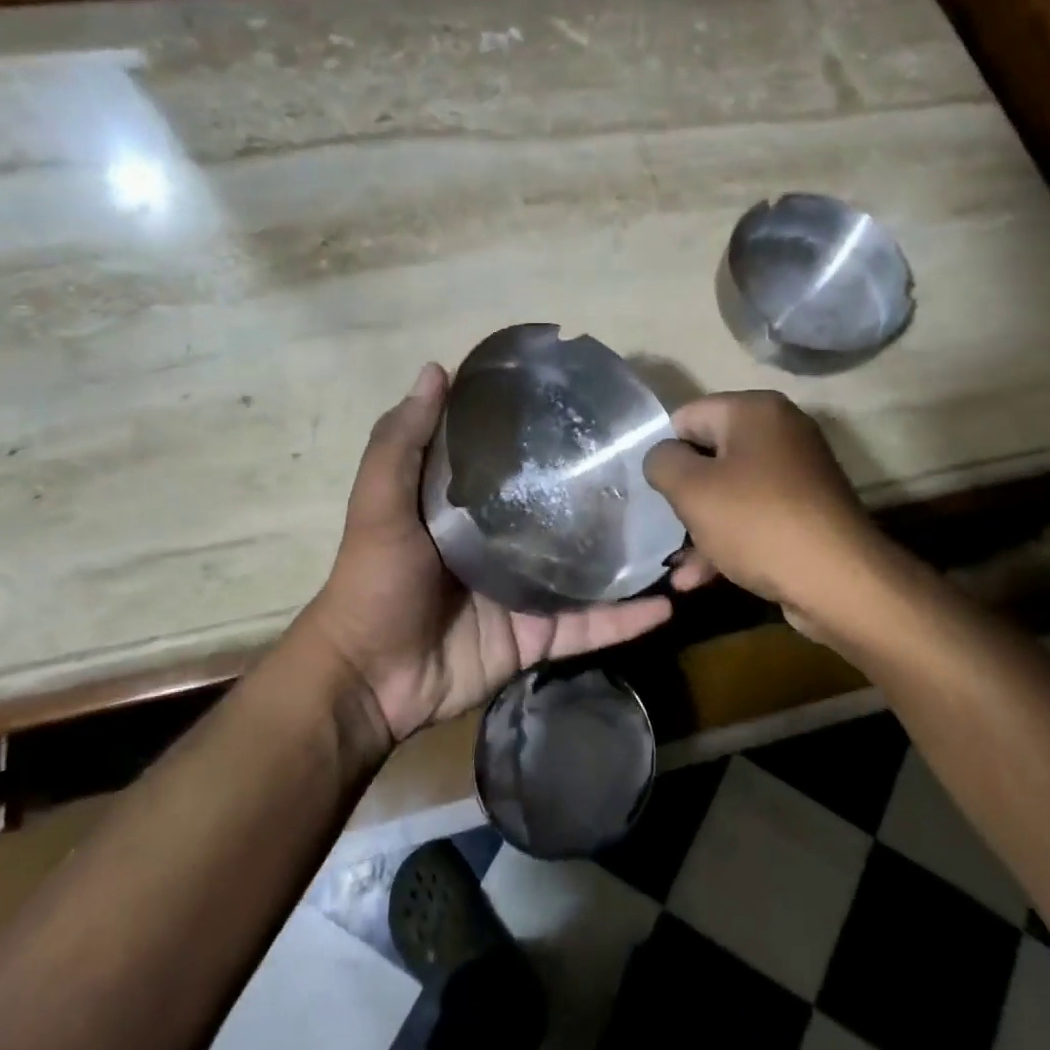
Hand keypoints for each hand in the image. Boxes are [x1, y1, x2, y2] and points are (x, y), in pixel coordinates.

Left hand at [306, 363, 691, 742]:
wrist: (369, 679)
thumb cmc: (375, 581)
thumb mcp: (381, 502)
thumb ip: (403, 441)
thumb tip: (436, 369)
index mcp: (473, 508)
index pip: (520, 463)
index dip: (552, 437)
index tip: (596, 413)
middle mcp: (506, 543)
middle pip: (565, 515)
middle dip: (607, 498)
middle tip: (659, 474)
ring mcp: (526, 591)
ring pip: (589, 571)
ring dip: (630, 559)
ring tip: (680, 535)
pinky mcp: (538, 636)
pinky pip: (589, 626)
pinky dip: (625, 620)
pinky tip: (667, 604)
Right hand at [643, 391, 881, 622]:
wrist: (839, 581)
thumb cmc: (757, 522)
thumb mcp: (691, 489)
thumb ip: (662, 462)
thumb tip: (662, 456)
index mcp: (754, 411)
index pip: (687, 416)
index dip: (664, 451)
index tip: (652, 489)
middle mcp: (780, 431)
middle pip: (710, 454)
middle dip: (683, 494)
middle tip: (663, 526)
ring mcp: (797, 473)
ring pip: (730, 492)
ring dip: (701, 527)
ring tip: (678, 569)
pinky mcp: (806, 511)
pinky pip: (755, 516)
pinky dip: (729, 540)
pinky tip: (700, 580)